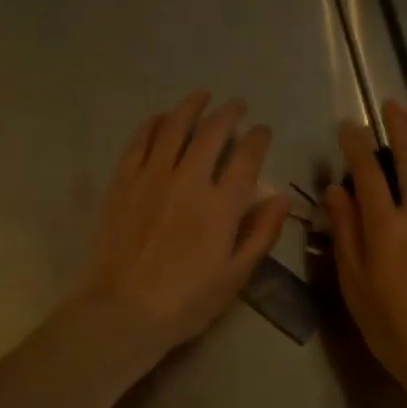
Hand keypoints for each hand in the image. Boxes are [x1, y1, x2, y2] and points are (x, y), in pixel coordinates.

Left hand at [76, 91, 288, 358]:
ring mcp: (152, 177)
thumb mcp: (236, 275)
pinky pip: (139, 141)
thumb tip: (283, 197)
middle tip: (236, 106)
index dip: (258, 137)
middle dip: (229, 113)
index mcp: (222, 205)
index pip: (247, 157)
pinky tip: (160, 118)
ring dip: (191, 107)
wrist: (123, 311)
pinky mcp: (123, 181)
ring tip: (201, 96)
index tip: (262, 130)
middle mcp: (189, 180)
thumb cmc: (187, 301)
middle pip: (212, 132)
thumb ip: (262, 233)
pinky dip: (152, 124)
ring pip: (174, 127)